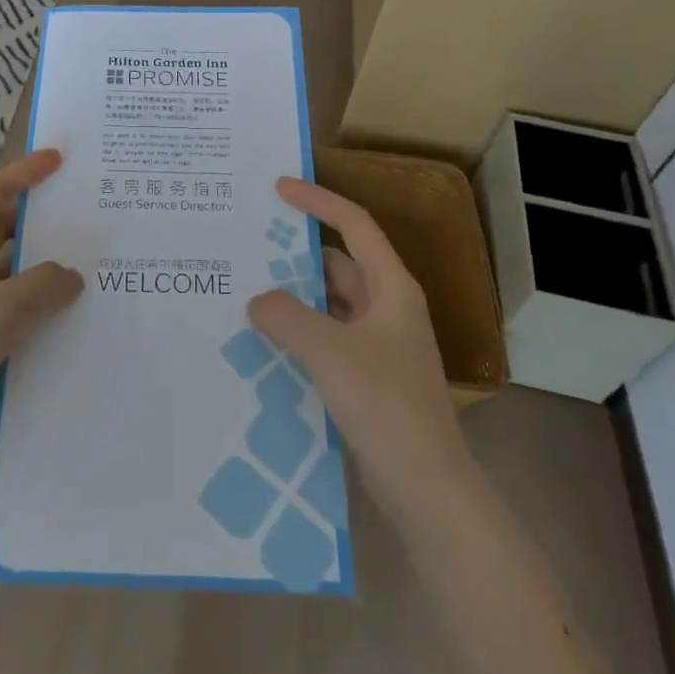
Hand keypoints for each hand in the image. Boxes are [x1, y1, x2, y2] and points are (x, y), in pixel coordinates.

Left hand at [0, 149, 82, 466]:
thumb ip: (41, 286)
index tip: (59, 160)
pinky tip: (69, 315)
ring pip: (11, 272)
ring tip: (90, 265)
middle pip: (3, 231)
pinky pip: (12, 308)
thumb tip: (72, 276)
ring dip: (43, 267)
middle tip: (86, 216)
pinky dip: (38, 304)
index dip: (24, 173)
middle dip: (40, 221)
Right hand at [247, 178, 470, 528]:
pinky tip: (267, 339)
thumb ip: (286, 316)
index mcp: (391, 287)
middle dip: (297, 252)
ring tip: (247, 289)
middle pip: (339, 262)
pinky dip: (301, 329)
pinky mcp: (369, 374)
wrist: (427, 486)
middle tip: (250, 244)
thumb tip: (257, 300)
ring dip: (295, 295)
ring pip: (331, 302)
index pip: (353, 224)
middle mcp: (388, 307)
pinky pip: (328, 335)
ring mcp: (380, 343)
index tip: (278, 187)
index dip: (317, 200)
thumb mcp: (328, 351)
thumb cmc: (385, 404)